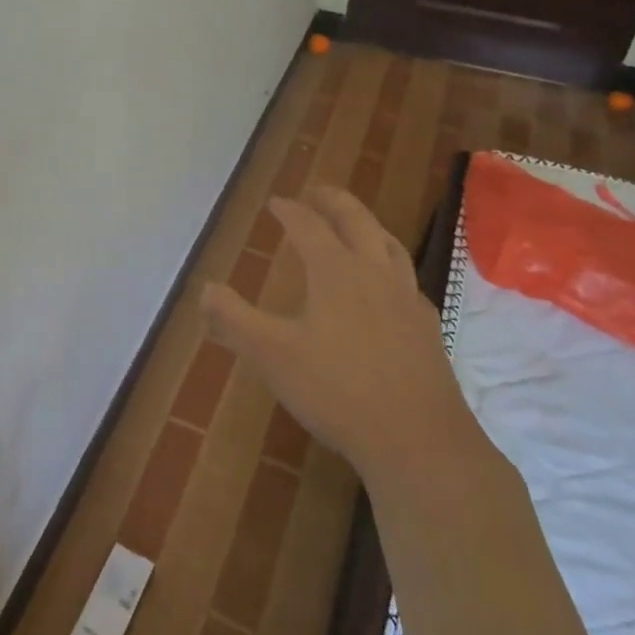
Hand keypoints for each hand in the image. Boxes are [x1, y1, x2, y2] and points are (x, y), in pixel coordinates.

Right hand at [200, 186, 481, 491]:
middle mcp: (375, 275)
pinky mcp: (427, 330)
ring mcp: (407, 301)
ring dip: (367, 226)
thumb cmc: (337, 390)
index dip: (289, 211)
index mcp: (336, 272)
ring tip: (354, 225)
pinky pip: (406, 279)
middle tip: (317, 192)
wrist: (419, 442)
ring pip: (389, 246)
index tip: (275, 202)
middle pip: (357, 221)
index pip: (309, 226)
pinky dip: (388, 265)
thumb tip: (207, 288)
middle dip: (334, 202)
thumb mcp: (270, 354)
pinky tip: (385, 287)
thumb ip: (234, 318)